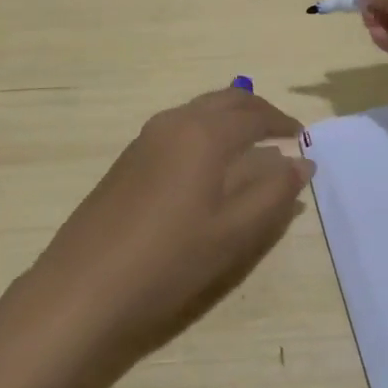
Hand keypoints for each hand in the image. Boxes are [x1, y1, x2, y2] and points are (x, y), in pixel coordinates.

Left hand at [29, 87, 312, 365]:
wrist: (85, 287)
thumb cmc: (169, 260)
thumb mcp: (234, 233)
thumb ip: (273, 193)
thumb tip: (301, 162)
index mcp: (204, 134)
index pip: (254, 114)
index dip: (282, 123)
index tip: (303, 138)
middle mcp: (174, 123)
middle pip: (225, 101)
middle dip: (257, 111)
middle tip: (281, 133)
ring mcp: (146, 138)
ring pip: (199, 111)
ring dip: (229, 119)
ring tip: (251, 147)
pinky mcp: (129, 157)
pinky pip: (179, 127)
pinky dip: (205, 132)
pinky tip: (209, 165)